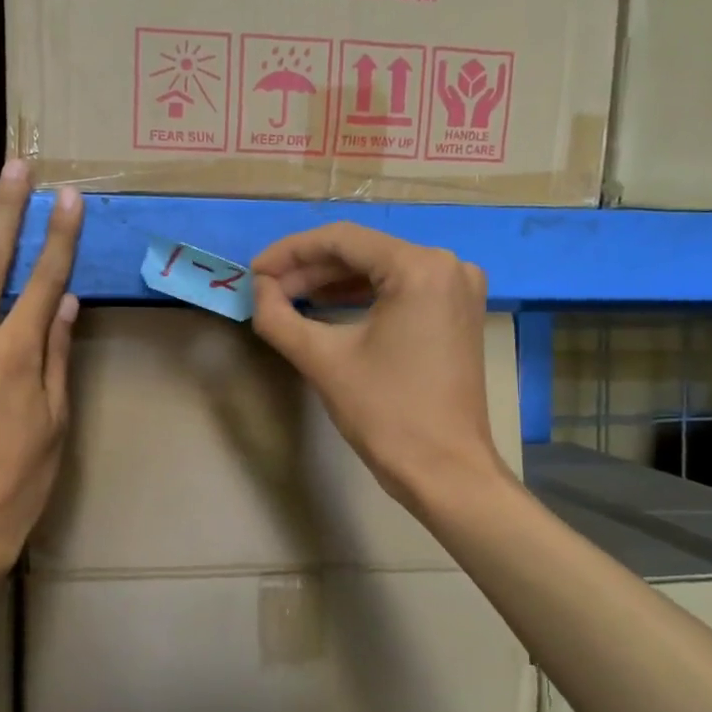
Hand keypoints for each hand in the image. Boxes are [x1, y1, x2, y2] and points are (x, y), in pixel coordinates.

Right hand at [249, 223, 509, 514]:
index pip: (341, 240)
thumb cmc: (386, 413)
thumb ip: (278, 316)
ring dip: (331, 282)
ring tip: (287, 298)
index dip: (289, 252)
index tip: (253, 273)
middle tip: (266, 289)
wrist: (445, 471)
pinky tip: (325, 307)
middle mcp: (447, 265)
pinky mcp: (457, 312)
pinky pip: (399, 288)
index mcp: (419, 267)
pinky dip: (359, 296)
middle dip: (308, 268)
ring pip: (379, 269)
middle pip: (362, 251)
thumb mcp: (322, 360)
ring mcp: (458, 288)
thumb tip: (258, 289)